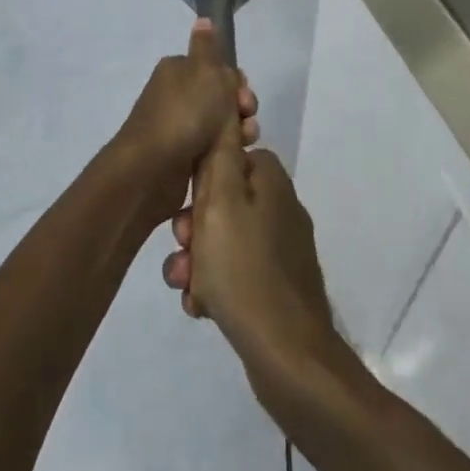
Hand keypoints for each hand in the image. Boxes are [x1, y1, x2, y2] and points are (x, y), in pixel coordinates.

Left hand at [112, 19, 258, 222]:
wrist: (153, 168)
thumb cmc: (185, 113)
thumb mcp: (205, 71)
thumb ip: (209, 46)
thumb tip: (203, 19)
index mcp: (179, 70)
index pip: (217, 69)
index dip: (237, 82)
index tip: (244, 96)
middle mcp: (176, 95)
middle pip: (221, 97)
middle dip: (241, 108)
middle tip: (245, 119)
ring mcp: (178, 127)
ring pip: (220, 125)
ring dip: (238, 132)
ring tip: (244, 143)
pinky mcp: (181, 157)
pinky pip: (211, 149)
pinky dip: (225, 153)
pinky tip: (234, 160)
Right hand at [160, 124, 339, 395]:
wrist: (286, 355)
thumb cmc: (244, 269)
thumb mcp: (219, 201)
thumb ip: (218, 156)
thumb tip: (225, 115)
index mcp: (272, 182)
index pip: (230, 157)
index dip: (201, 179)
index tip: (186, 204)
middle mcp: (281, 209)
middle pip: (223, 202)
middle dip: (193, 227)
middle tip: (183, 249)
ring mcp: (281, 250)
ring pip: (224, 241)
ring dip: (198, 260)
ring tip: (186, 285)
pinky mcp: (277, 287)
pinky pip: (235, 274)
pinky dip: (215, 286)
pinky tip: (201, 307)